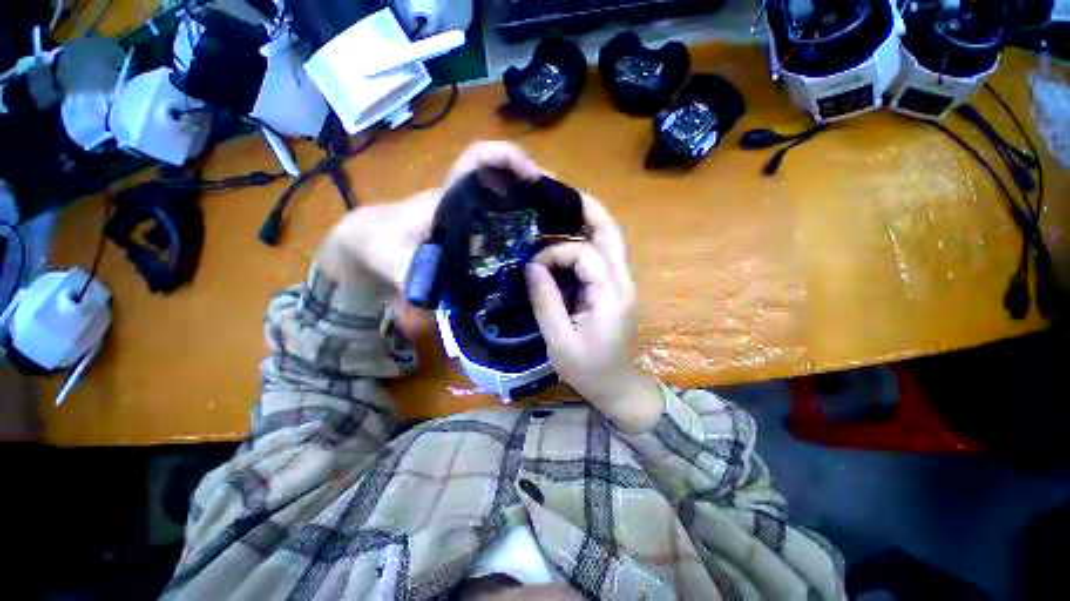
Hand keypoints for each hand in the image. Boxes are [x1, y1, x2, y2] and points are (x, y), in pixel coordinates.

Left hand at [324, 141, 542, 288]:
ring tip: (561, 232)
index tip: (533, 177)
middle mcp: (466, 201)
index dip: (507, 158)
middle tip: (564, 214)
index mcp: (448, 196)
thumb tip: (430, 308)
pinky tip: (538, 251)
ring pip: (510, 203)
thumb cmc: (378, 241)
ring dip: (536, 210)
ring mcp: (472, 217)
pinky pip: (505, 225)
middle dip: (537, 189)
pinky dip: (524, 230)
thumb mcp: (389, 258)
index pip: (478, 159)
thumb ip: (409, 278)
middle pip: (507, 181)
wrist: (369, 244)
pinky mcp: (474, 233)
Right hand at [525, 196, 662, 433]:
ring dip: (586, 222)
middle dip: (586, 209)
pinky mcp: (615, 288)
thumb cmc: (589, 371)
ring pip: (609, 240)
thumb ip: (546, 302)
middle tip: (558, 193)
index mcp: (611, 296)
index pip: (585, 254)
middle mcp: (623, 282)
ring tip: (559, 209)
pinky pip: (602, 255)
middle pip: (611, 233)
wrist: (618, 388)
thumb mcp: (560, 341)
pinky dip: (584, 241)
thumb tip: (531, 267)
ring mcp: (622, 283)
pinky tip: (565, 240)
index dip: (555, 255)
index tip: (533, 270)